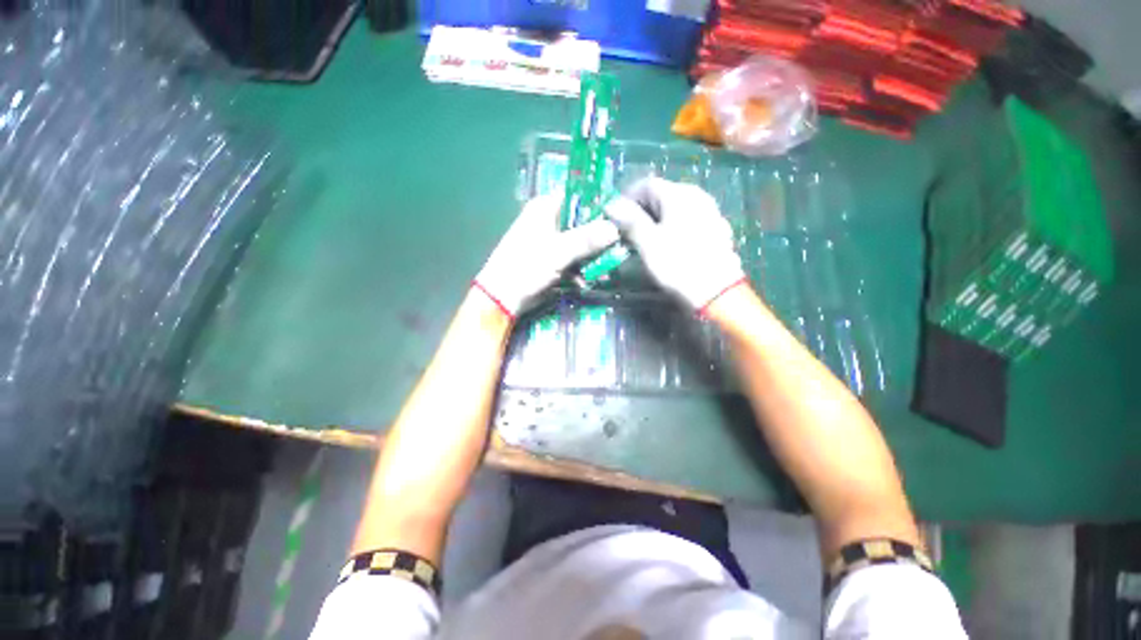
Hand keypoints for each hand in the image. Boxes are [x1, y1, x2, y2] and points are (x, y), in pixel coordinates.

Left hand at [474, 193, 619, 317]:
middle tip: (617, 246)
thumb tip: (616, 228)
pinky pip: (574, 259)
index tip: (620, 217)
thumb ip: (587, 239)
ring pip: (581, 243)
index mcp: (546, 208)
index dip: (599, 204)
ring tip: (604, 269)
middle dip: (599, 237)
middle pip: (583, 222)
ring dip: (592, 257)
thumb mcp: (558, 251)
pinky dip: (581, 269)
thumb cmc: (525, 266)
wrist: (503, 297)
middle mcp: (549, 220)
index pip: (579, 196)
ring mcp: (551, 242)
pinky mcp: (553, 260)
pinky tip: (587, 280)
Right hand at [606, 177, 745, 311]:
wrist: (717, 291)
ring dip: (656, 219)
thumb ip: (630, 220)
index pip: (646, 185)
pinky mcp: (715, 227)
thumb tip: (612, 204)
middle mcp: (696, 195)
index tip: (614, 218)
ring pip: (674, 207)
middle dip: (641, 210)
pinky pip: (687, 219)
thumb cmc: (678, 265)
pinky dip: (672, 225)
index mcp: (679, 194)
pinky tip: (668, 244)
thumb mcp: (648, 243)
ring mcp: (709, 210)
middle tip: (627, 231)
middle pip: (661, 194)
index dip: (626, 198)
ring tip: (644, 239)